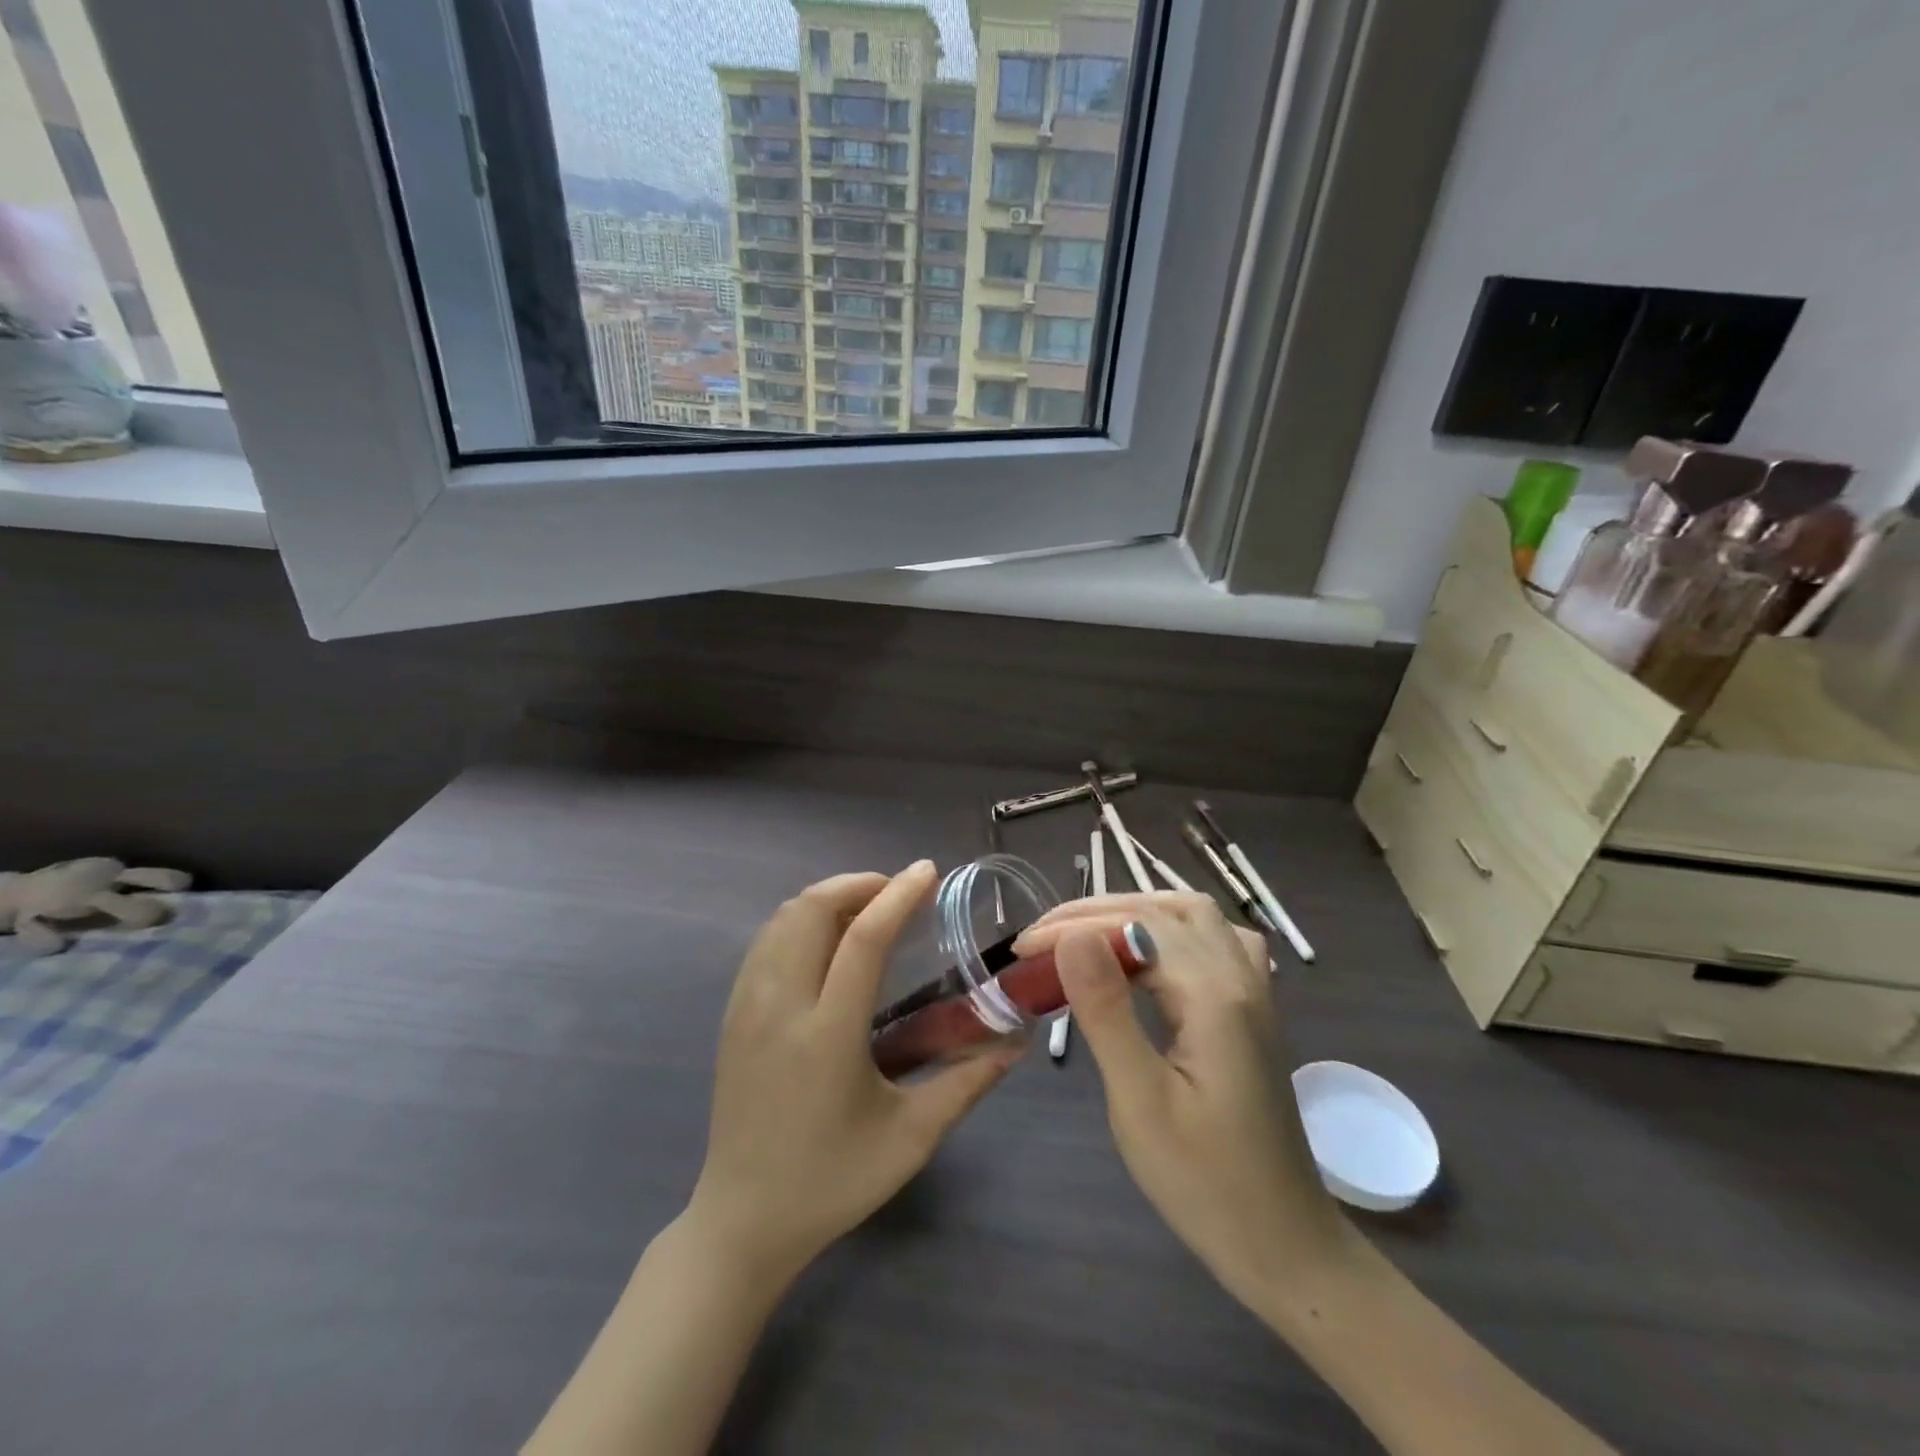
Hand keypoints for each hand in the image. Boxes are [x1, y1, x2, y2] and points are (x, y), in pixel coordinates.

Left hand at [688, 863, 1021, 1284]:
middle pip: (811, 910)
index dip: (898, 896)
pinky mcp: (733, 1015)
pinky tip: (827, 941)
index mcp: (827, 1035)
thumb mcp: (911, 1138)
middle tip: (899, 892)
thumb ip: (967, 1084)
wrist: (742, 1221)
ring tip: (868, 909)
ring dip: (827, 898)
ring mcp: (748, 1008)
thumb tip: (1015, 1044)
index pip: (862, 939)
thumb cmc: (832, 1182)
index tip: (927, 871)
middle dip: (858, 884)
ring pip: (782, 919)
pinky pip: (765, 942)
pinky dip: (799, 920)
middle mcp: (780, 1007)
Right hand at [1013, 892, 1350, 1305]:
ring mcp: (1254, 993)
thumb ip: (1106, 1010)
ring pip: (1196, 917)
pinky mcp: (1253, 1012)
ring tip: (1088, 935)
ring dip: (1138, 912)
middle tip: (1046, 937)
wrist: (1286, 1247)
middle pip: (1167, 909)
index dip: (1074, 926)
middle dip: (1099, 911)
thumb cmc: (1204, 1183)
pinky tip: (1151, 956)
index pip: (1137, 926)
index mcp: (1215, 996)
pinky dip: (1173, 930)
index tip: (1023, 948)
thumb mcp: (1140, 1100)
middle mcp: (1240, 978)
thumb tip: (1072, 935)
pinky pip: (1216, 942)